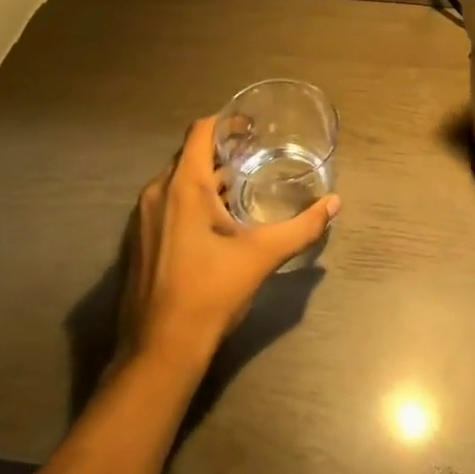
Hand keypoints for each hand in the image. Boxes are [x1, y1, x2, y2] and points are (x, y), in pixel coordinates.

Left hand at [118, 116, 339, 372]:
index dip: (226, 121)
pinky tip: (217, 222)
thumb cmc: (210, 293)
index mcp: (183, 186)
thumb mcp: (261, 256)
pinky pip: (167, 203)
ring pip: (177, 181)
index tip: (253, 127)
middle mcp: (157, 193)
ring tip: (242, 186)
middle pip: (189, 155)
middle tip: (255, 155)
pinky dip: (191, 200)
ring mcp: (143, 218)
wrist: (159, 352)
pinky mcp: (140, 241)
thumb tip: (334, 203)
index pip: (200, 131)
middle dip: (221, 151)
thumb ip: (301, 227)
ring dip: (207, 178)